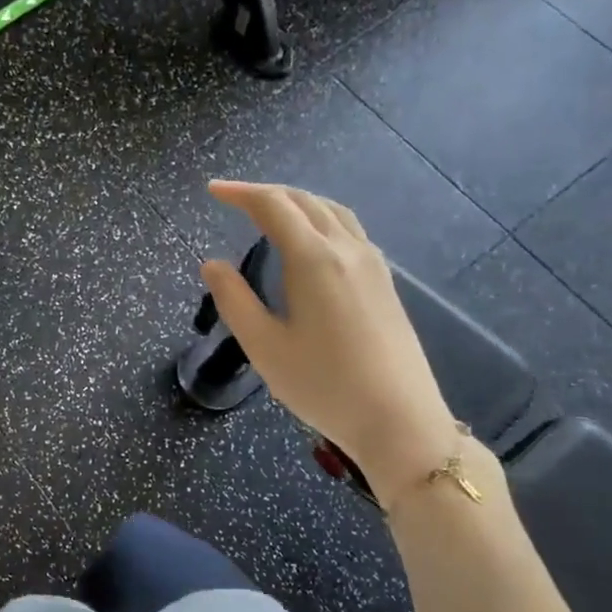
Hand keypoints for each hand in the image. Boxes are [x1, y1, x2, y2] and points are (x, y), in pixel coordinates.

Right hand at [200, 181, 455, 505]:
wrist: (399, 420)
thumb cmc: (323, 385)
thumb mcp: (264, 346)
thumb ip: (234, 299)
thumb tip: (212, 263)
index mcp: (315, 259)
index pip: (273, 206)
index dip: (240, 193)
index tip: (212, 190)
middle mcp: (347, 250)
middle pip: (306, 201)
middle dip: (267, 193)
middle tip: (233, 199)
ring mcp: (373, 265)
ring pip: (333, 212)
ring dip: (298, 202)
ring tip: (270, 211)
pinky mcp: (385, 283)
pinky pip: (350, 230)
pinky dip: (321, 219)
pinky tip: (311, 242)